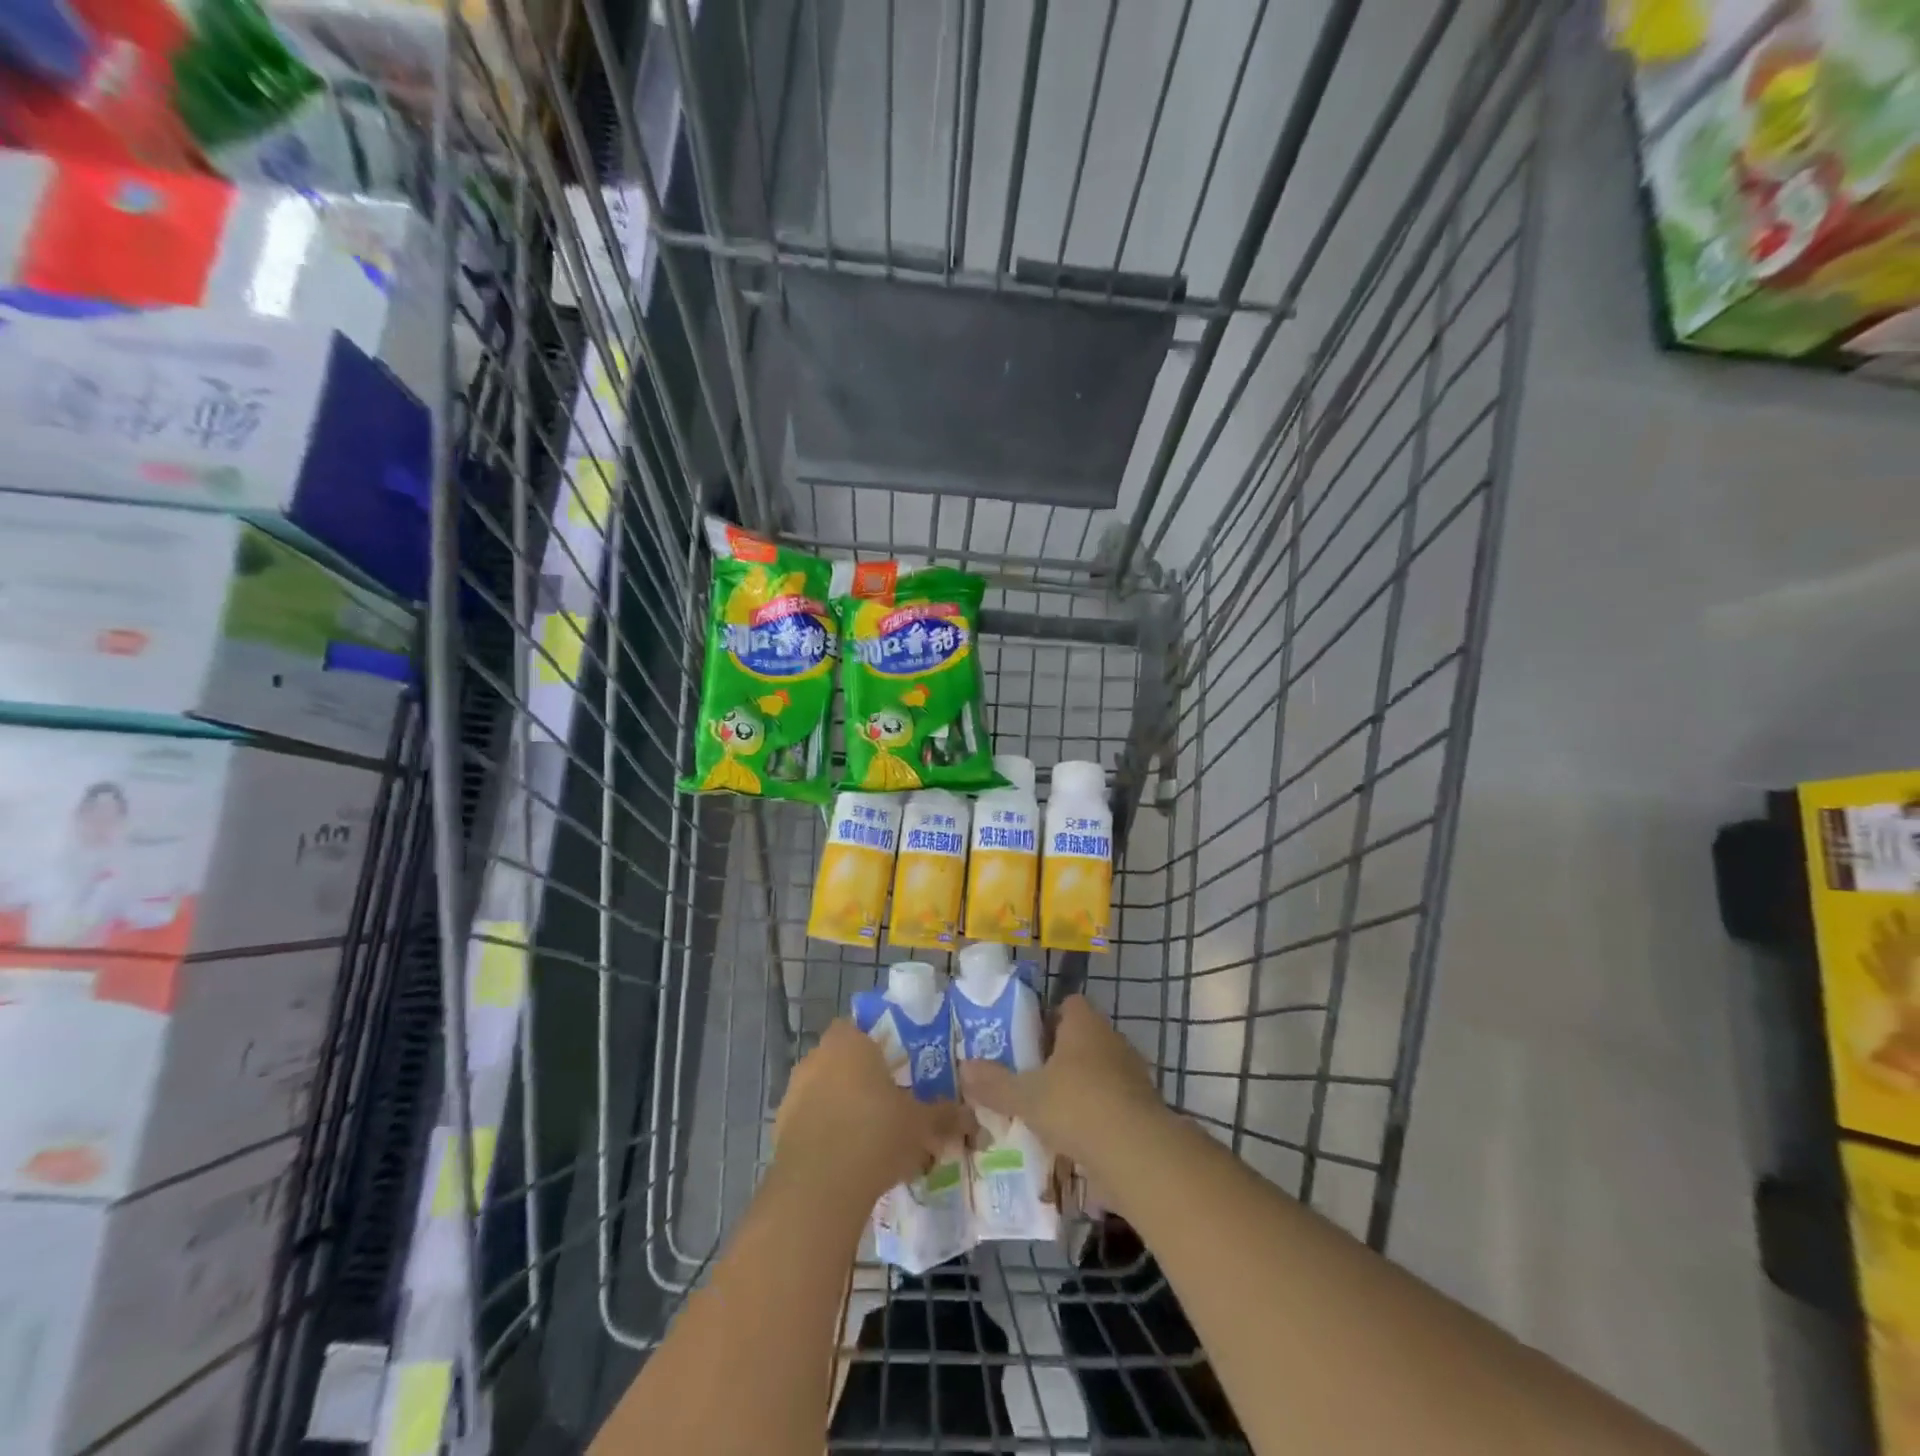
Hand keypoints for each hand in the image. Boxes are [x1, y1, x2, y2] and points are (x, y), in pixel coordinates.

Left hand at [773, 1019, 973, 1206]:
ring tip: (874, 1140)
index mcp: (849, 1042)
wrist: (819, 1188)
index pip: (861, 1028)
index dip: (879, 1046)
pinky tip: (850, 1162)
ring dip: (845, 1109)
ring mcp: (793, 1093)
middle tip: (892, 1105)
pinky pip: (811, 1123)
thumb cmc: (875, 1134)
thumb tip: (973, 1119)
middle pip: (844, 1061)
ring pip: (826, 1093)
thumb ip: (946, 1116)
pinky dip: (828, 1135)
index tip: (899, 1068)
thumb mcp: (922, 1124)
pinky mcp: (780, 1130)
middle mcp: (817, 1058)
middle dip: (865, 1081)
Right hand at [957, 995, 1167, 1172]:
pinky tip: (1077, 1138)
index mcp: (1084, 1023)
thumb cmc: (1077, 1106)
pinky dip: (1097, 1114)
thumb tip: (964, 1068)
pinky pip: (1113, 1101)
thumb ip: (995, 1083)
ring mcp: (1133, 1072)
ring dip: (1079, 1086)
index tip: (1027, 1042)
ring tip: (1051, 1112)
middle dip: (1060, 1056)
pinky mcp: (1144, 1106)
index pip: (1068, 1004)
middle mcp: (1111, 1039)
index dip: (1047, 1019)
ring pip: (1099, 1071)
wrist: (1137, 1153)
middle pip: (1082, 1038)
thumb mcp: (1026, 1097)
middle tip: (1032, 1077)